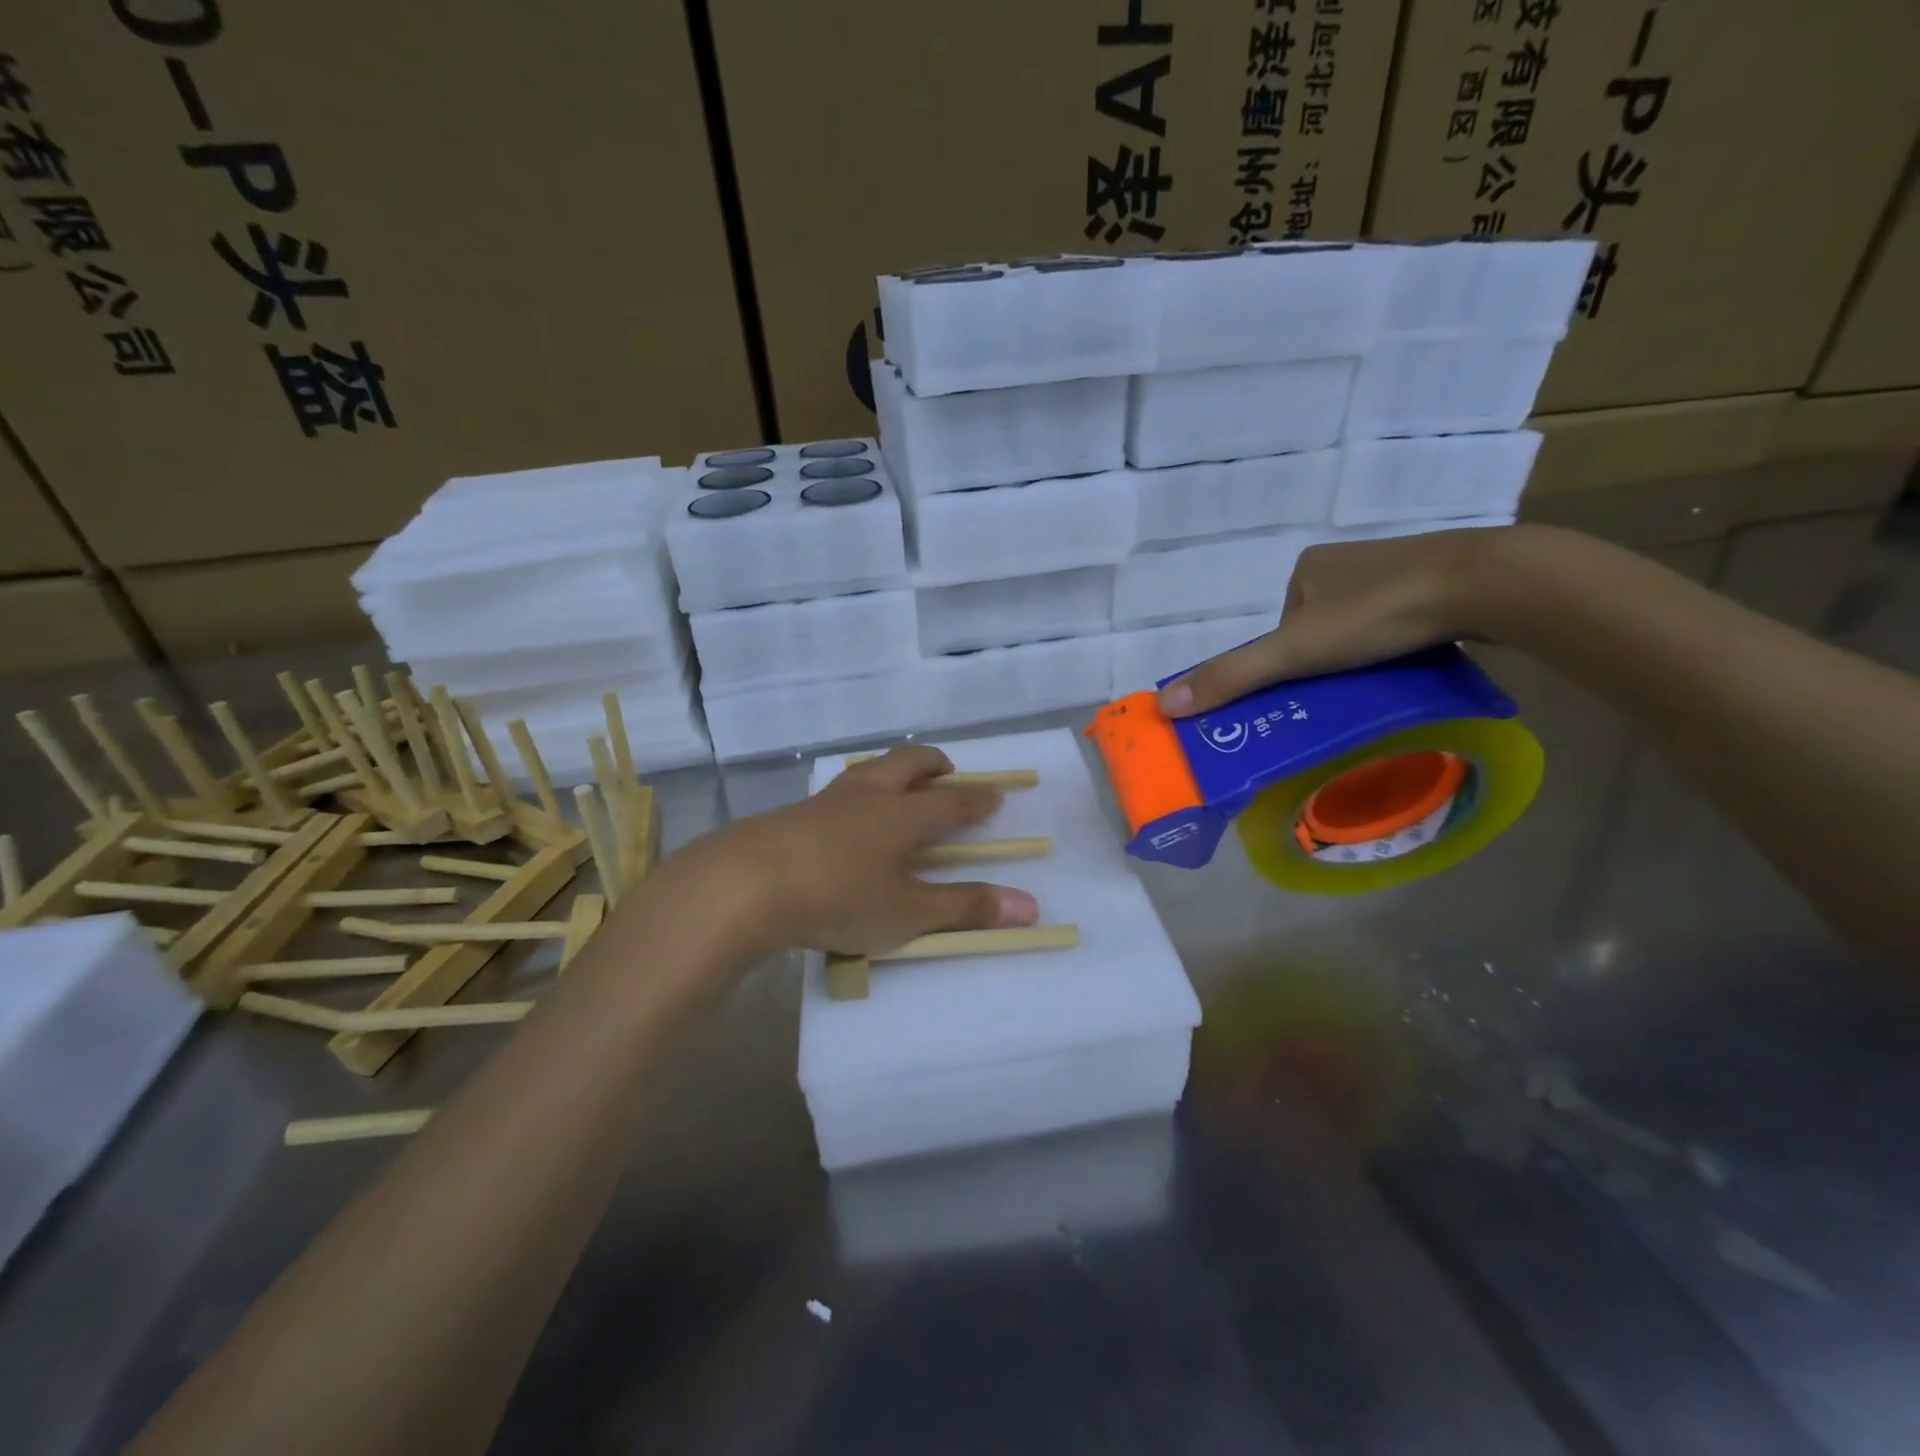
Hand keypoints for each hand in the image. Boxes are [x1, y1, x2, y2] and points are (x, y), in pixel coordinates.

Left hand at [681, 745, 1039, 955]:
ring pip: (869, 769)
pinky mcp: (792, 813)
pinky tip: (843, 821)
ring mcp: (827, 800)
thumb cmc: (838, 897)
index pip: (952, 799)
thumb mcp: (907, 913)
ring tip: (897, 788)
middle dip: (934, 765)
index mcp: (903, 814)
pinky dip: (856, 795)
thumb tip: (1030, 907)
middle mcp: (869, 795)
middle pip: (908, 762)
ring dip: (892, 771)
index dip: (977, 798)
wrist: (745, 885)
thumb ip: (965, 909)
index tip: (995, 793)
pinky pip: (837, 791)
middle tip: (948, 775)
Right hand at [1156, 526, 1511, 716]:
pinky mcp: (1440, 579)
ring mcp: (1397, 566)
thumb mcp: (1294, 651)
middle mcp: (1347, 561)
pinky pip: (1402, 620)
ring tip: (1381, 679)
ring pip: (1362, 626)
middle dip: (1326, 661)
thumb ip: (1233, 676)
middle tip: (1343, 692)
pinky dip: (1399, 643)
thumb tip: (1165, 705)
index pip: (1280, 628)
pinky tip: (1413, 659)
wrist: (1486, 582)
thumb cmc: (1378, 612)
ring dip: (1364, 654)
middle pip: (1319, 629)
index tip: (1307, 691)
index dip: (1286, 663)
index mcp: (1307, 567)